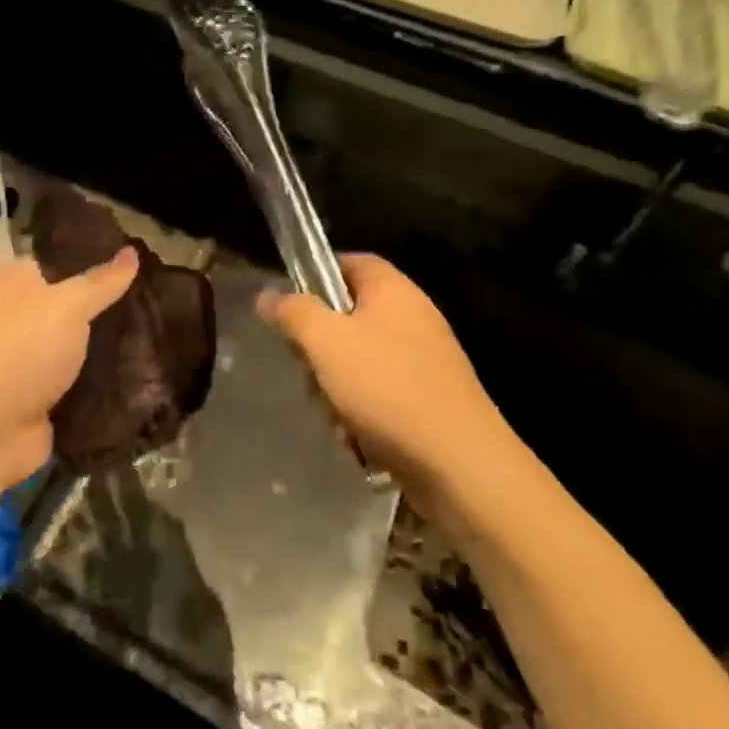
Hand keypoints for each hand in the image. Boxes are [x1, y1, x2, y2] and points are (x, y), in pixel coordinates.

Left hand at [0, 249, 138, 488]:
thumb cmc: (24, 348)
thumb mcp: (70, 304)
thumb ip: (103, 281)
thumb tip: (132, 251)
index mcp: (15, 282)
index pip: (58, 262)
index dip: (94, 259)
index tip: (137, 263)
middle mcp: (18, 317)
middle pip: (72, 306)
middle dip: (108, 308)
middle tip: (156, 302)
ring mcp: (29, 361)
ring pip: (79, 347)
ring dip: (110, 349)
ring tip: (160, 337)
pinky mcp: (41, 399)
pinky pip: (81, 385)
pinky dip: (104, 384)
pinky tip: (144, 376)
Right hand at [257, 255, 514, 482]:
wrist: (461, 466)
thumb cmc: (387, 389)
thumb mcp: (326, 342)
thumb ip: (293, 312)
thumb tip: (267, 295)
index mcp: (392, 290)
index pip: (348, 262)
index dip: (315, 277)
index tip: (289, 309)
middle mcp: (412, 317)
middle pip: (347, 316)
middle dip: (319, 347)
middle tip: (310, 371)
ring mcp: (423, 360)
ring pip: (358, 360)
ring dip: (336, 387)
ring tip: (335, 414)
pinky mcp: (428, 399)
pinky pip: (379, 394)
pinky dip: (362, 413)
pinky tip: (357, 438)